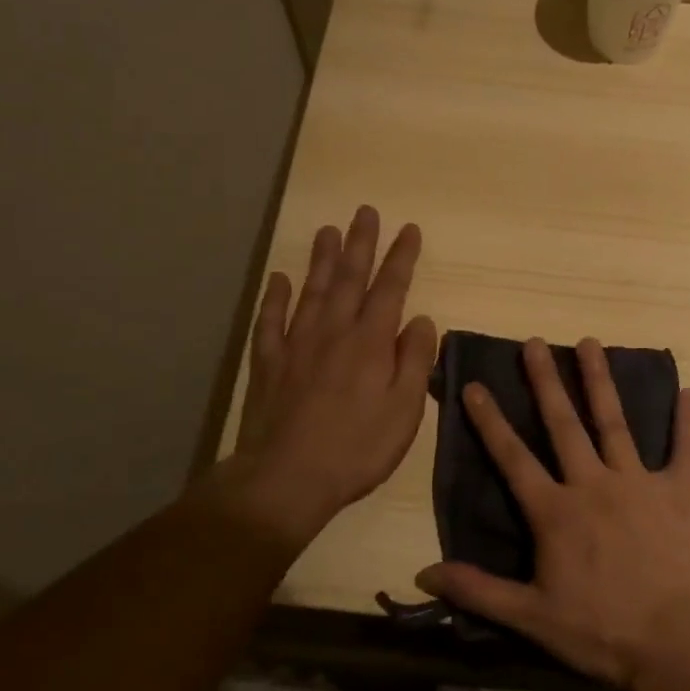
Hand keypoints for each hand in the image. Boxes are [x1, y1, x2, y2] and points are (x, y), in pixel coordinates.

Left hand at [206, 206, 437, 551]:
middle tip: (364, 212)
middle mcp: (333, 332)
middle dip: (360, 243)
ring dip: (321, 259)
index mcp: (370, 342)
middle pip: (348, 278)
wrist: (287, 478)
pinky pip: (271, 321)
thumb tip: (421, 320)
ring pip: (311, 291)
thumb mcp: (404, 410)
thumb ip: (414, 361)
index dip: (401, 257)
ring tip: (327, 231)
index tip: (409, 229)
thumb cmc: (357, 448)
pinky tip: (279, 279)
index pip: (390, 288)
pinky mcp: (268, 364)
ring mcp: (296, 345)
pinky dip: (275, 297)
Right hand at [416, 337, 689, 690]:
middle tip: (534, 343)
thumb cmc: (600, 632)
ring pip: (615, 423)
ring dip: (600, 382)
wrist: (676, 645)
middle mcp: (594, 484)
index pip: (513, 457)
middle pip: (563, 424)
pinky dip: (687, 422)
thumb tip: (422, 573)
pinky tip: (689, 391)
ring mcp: (639, 483)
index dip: (490, 421)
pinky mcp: (677, 494)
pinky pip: (685, 450)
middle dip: (545, 381)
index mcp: (556, 511)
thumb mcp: (530, 617)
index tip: (474, 385)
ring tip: (590, 343)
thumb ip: (477, 590)